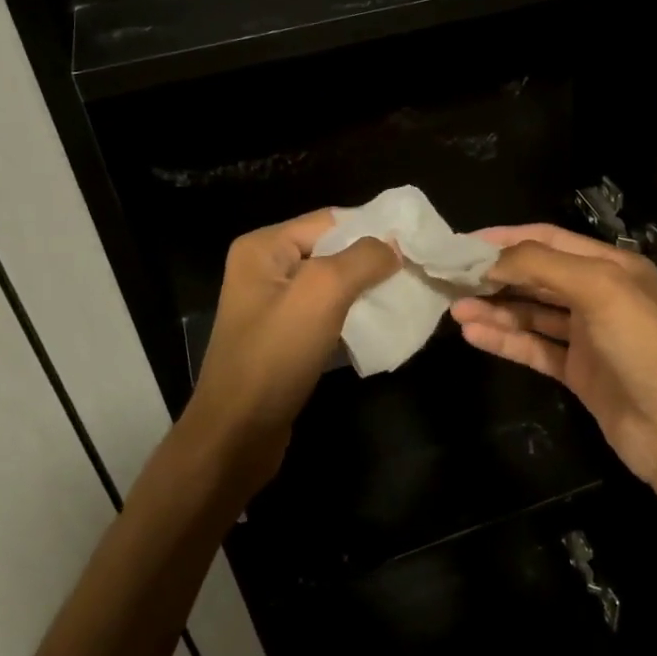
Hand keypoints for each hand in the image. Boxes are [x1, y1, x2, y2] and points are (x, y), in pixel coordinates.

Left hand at [180, 210, 398, 490]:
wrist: (238, 434)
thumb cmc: (276, 355)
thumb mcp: (322, 293)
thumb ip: (362, 259)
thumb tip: (394, 246)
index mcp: (264, 247)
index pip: (331, 220)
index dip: (374, 229)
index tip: (418, 246)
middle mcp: (265, 269)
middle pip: (332, 251)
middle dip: (374, 262)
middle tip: (418, 274)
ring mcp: (273, 306)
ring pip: (333, 285)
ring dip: (367, 291)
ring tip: (407, 298)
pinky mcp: (284, 338)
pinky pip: (326, 314)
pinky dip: (354, 317)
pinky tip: (382, 326)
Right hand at [450, 224, 656, 490]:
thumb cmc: (644, 346)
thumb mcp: (599, 289)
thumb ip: (543, 265)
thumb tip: (491, 259)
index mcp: (611, 266)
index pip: (549, 239)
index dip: (506, 239)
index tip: (463, 244)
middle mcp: (598, 295)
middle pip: (536, 277)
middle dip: (495, 276)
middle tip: (452, 279)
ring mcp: (587, 336)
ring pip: (531, 314)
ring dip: (495, 310)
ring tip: (456, 310)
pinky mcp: (578, 371)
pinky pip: (534, 348)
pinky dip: (506, 340)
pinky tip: (475, 336)